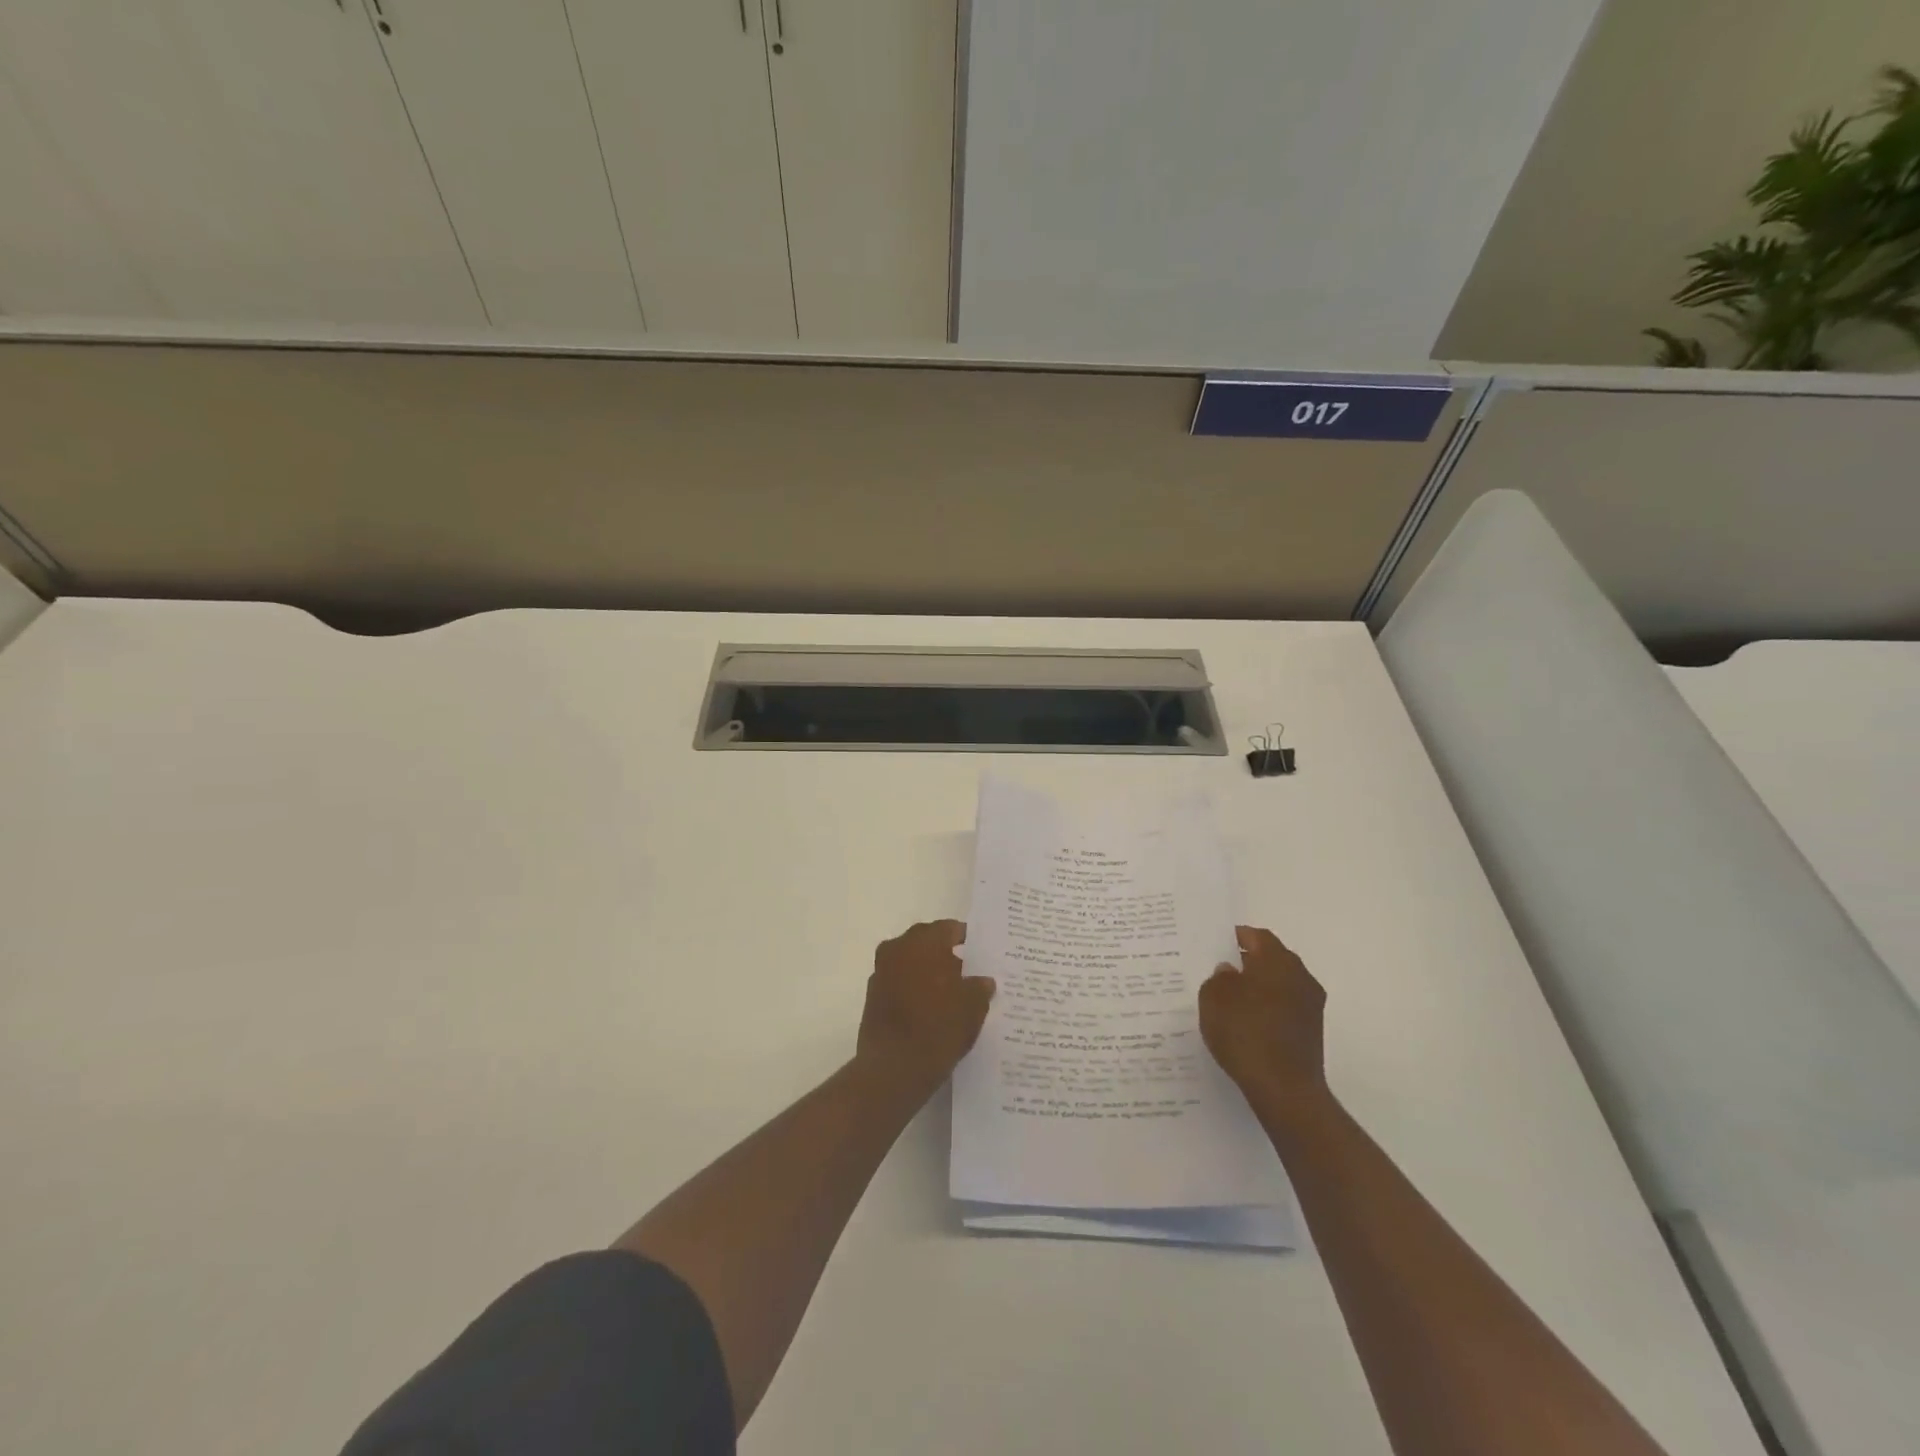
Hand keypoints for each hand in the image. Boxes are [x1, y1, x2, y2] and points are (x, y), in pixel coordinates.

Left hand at [858, 921, 994, 1090]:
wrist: (894, 1068)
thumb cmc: (939, 1026)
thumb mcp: (973, 1006)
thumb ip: (979, 986)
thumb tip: (983, 981)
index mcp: (924, 941)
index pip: (950, 929)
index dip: (967, 939)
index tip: (980, 953)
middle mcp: (898, 948)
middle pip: (927, 943)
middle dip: (945, 955)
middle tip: (967, 973)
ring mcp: (881, 972)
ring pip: (910, 963)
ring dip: (927, 973)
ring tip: (950, 994)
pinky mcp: (872, 997)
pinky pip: (899, 983)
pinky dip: (913, 990)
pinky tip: (929, 1010)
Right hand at [1199, 926, 1328, 1111]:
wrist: (1284, 1090)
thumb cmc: (1245, 1033)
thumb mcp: (1213, 998)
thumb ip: (1218, 978)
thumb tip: (1229, 971)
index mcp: (1278, 960)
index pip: (1258, 937)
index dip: (1237, 937)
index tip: (1218, 944)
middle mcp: (1301, 976)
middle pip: (1272, 959)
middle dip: (1248, 962)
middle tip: (1222, 970)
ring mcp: (1311, 1006)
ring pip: (1280, 984)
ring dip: (1259, 987)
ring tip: (1231, 1000)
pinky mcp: (1312, 1031)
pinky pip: (1285, 1007)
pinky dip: (1268, 1008)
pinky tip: (1248, 1023)